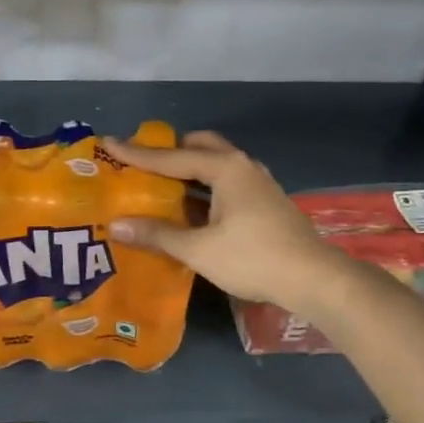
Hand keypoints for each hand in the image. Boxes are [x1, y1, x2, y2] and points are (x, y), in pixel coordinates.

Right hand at [103, 131, 345, 315]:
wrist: (315, 279)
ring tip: (160, 184)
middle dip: (169, 152)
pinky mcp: (265, 201)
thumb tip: (117, 225)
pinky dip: (204, 186)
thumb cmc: (253, 258)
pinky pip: (225, 181)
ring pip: (215, 164)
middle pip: (199, 147)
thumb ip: (157, 234)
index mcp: (225, 168)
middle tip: (142, 164)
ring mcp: (258, 183)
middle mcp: (242, 165)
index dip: (137, 153)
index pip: (171, 157)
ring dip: (188, 171)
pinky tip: (191, 208)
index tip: (108, 143)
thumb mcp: (199, 249)